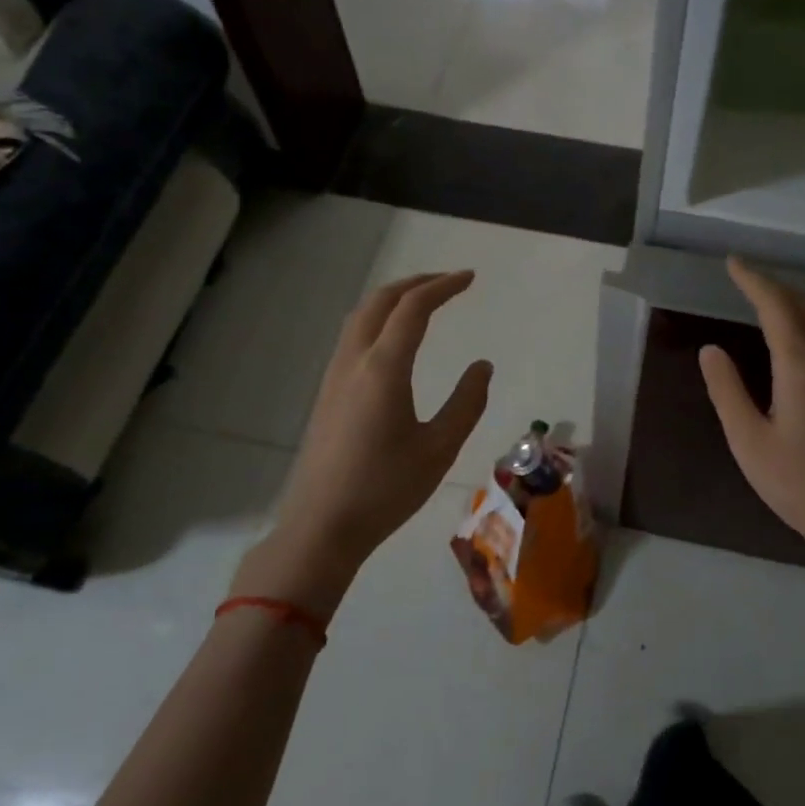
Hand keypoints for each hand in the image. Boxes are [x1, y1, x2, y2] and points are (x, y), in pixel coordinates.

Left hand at [230, 271, 491, 614]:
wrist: (322, 527)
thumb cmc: (386, 489)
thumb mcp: (440, 448)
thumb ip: (467, 402)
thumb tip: (482, 366)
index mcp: (383, 368)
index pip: (414, 308)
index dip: (443, 286)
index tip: (470, 278)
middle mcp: (354, 361)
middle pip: (380, 301)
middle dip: (416, 283)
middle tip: (449, 282)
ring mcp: (334, 376)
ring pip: (360, 316)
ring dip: (392, 299)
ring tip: (423, 302)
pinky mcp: (326, 394)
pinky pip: (352, 337)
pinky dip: (377, 320)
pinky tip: (392, 340)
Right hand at [698, 258, 804, 572]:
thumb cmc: (798, 484)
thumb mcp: (748, 441)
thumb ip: (727, 391)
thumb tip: (711, 349)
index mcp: (800, 368)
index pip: (777, 308)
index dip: (754, 282)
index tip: (733, 264)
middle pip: (804, 306)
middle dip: (774, 285)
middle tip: (744, 278)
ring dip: (796, 298)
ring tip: (769, 296)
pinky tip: (799, 332)